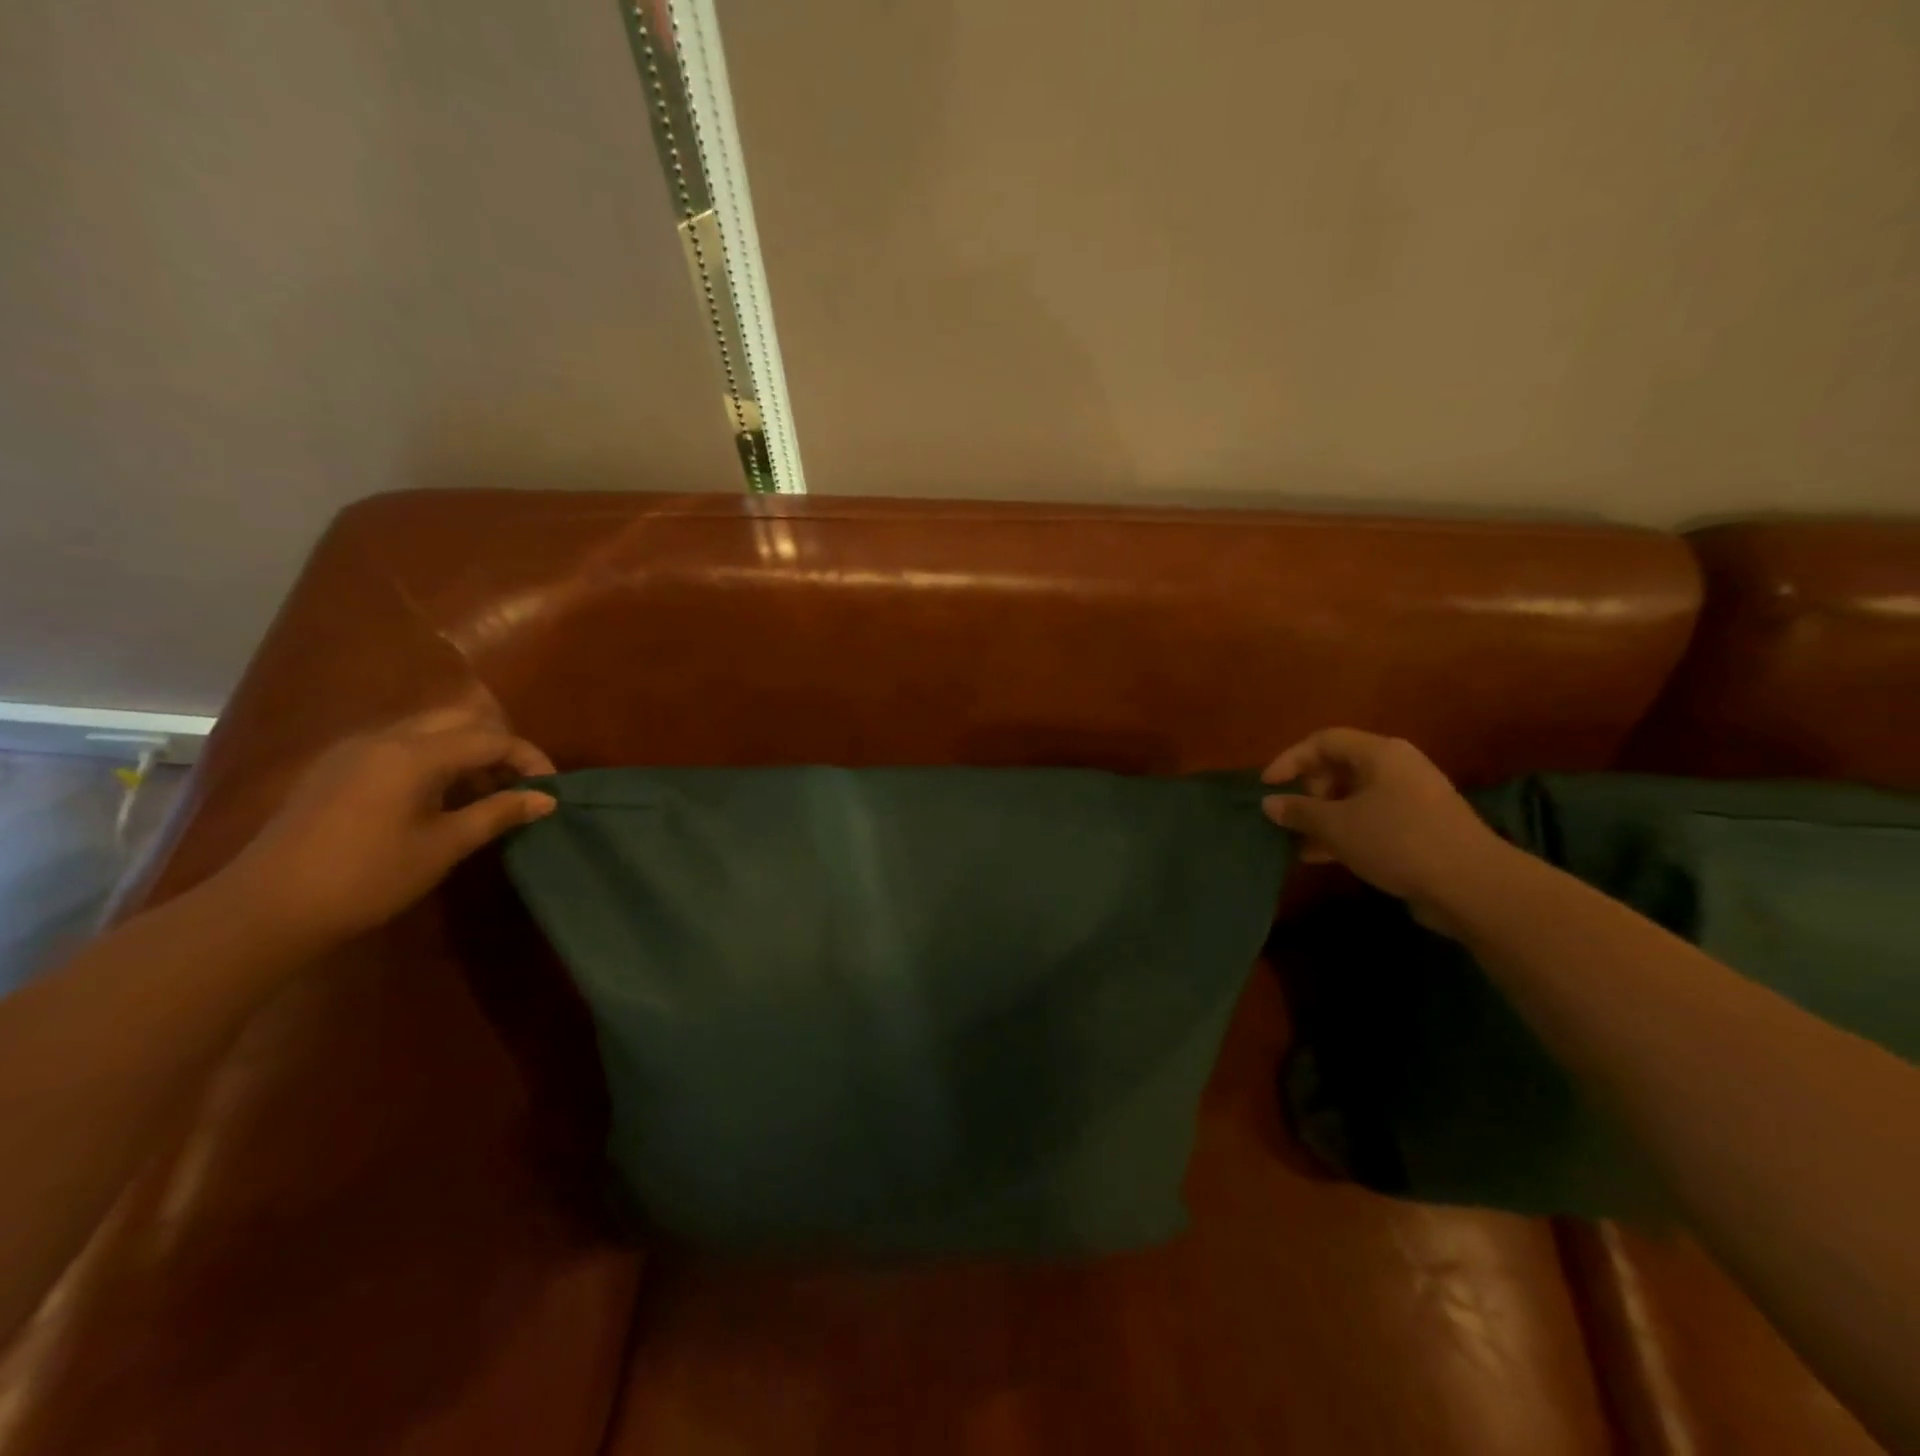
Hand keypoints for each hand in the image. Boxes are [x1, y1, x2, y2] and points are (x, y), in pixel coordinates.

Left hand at [219, 701, 557, 946]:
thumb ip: (498, 814)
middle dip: (498, 747)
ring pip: (428, 730)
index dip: (529, 758)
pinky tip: (437, 798)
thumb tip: (545, 799)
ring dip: (465, 752)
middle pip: (459, 721)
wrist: (267, 907)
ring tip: (484, 794)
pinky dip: (433, 760)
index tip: (550, 788)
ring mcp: (354, 750)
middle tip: (517, 785)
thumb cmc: (368, 876)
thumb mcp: (444, 846)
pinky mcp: (336, 768)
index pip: (491, 738)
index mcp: (414, 753)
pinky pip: (399, 746)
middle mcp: (384, 738)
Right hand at [1260, 729, 1511, 913]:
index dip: (1289, 760)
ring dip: (1322, 816)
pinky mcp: (1418, 827)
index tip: (1266, 787)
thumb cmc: (1397, 840)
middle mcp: (1396, 767)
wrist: (1472, 885)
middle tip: (1290, 816)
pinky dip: (1344, 832)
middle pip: (1338, 767)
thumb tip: (1270, 803)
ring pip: (1353, 797)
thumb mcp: (1336, 826)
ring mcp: (1411, 798)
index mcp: (1379, 753)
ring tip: (1297, 840)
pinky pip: (1370, 819)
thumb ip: (1298, 811)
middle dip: (1307, 791)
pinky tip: (1322, 856)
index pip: (1322, 741)